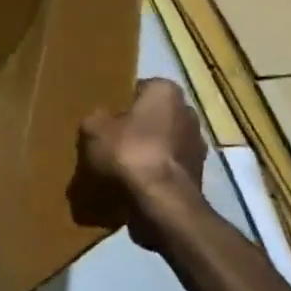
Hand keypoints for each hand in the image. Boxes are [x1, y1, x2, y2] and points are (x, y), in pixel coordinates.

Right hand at [72, 78, 207, 246]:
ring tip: (119, 168)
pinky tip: (133, 185)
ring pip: (162, 143)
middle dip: (136, 127)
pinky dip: (153, 174)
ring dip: (146, 152)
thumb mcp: (93, 129)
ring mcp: (197, 146)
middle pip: (153, 117)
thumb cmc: (128, 153)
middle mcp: (189, 113)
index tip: (105, 119)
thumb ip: (95, 118)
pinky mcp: (197, 175)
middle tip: (109, 142)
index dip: (120, 103)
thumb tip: (100, 121)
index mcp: (166, 92)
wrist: (161, 201)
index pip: (140, 88)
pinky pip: (167, 168)